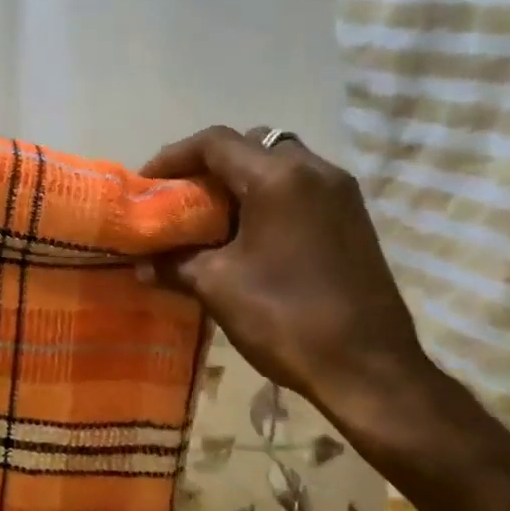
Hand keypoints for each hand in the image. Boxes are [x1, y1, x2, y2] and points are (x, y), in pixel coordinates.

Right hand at [139, 126, 433, 439]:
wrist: (367, 367)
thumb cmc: (285, 318)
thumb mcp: (217, 287)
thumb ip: (175, 264)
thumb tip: (142, 264)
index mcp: (278, 179)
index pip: (215, 143)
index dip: (174, 157)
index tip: (148, 183)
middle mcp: (315, 171)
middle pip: (251, 146)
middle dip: (210, 167)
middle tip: (183, 199)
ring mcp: (342, 193)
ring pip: (281, 165)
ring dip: (243, 182)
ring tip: (213, 219)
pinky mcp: (354, 219)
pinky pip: (302, 189)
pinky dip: (270, 198)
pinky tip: (252, 237)